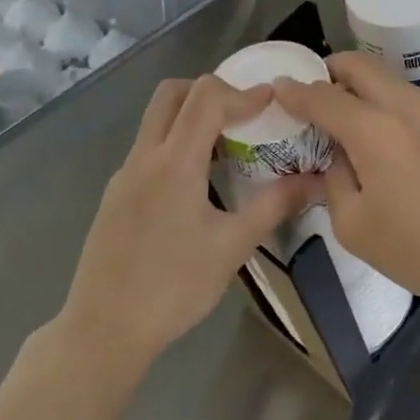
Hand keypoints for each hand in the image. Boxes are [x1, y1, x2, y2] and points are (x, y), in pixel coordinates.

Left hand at [60, 75, 315, 365]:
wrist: (104, 329)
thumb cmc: (173, 287)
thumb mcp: (232, 246)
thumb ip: (274, 205)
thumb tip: (315, 181)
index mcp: (174, 163)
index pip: (206, 99)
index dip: (244, 93)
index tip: (273, 102)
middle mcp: (144, 157)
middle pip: (172, 93)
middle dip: (211, 91)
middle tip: (244, 114)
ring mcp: (124, 174)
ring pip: (156, 119)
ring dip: (191, 116)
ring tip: (228, 145)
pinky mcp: (116, 194)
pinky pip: (148, 148)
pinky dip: (176, 142)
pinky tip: (198, 181)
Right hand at [273, 53, 419, 317]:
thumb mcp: (356, 228)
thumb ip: (335, 182)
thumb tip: (336, 157)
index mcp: (376, 131)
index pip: (324, 96)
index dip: (296, 91)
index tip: (280, 89)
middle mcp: (410, 108)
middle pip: (362, 67)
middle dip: (332, 71)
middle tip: (318, 96)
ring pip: (394, 84)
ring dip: (368, 93)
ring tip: (360, 129)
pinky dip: (397, 112)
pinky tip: (404, 152)